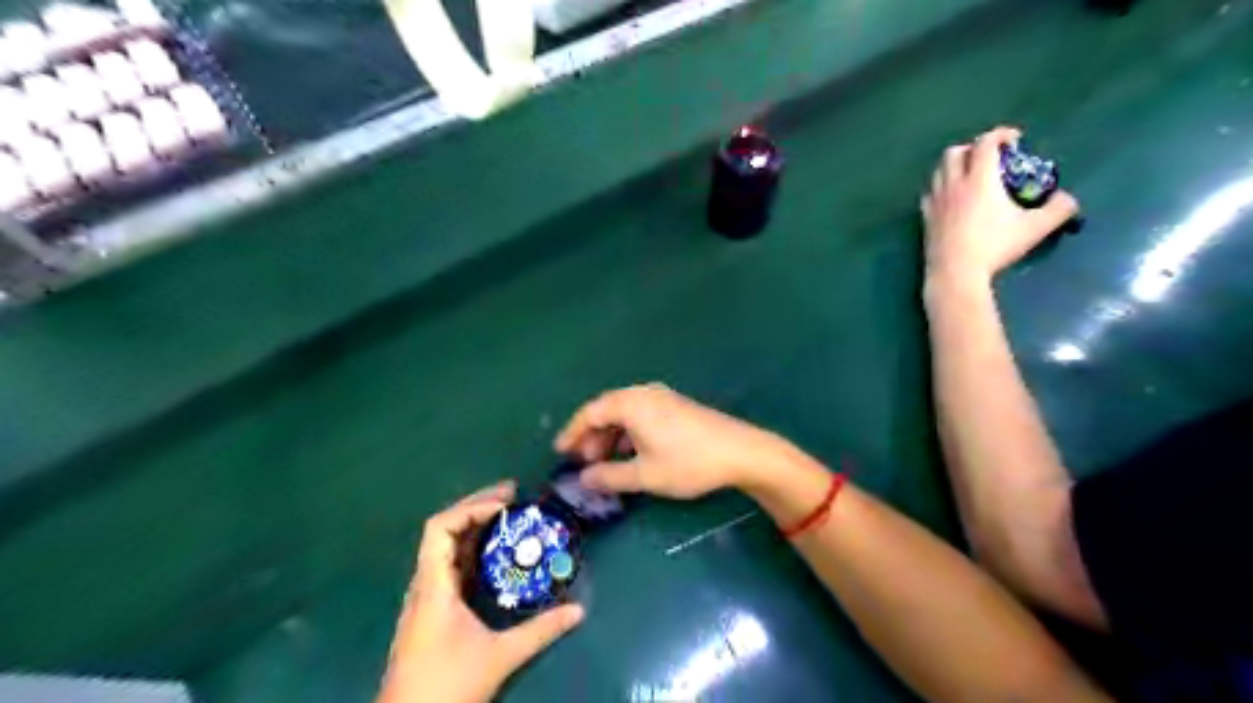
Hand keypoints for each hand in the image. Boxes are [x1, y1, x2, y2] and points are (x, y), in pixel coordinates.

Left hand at [375, 483, 581, 702]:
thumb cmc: (447, 687)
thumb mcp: (500, 657)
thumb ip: (541, 631)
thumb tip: (578, 610)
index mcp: (433, 587)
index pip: (439, 528)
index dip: (471, 509)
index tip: (505, 507)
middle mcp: (425, 585)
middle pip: (443, 530)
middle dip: (477, 507)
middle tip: (513, 495)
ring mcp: (425, 598)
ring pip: (445, 547)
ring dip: (474, 527)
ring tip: (507, 516)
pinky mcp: (430, 611)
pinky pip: (449, 566)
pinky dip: (471, 549)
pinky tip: (494, 554)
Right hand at [552, 385, 785, 498]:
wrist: (741, 452)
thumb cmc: (688, 462)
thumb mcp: (645, 475)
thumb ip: (609, 477)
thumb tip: (584, 479)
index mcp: (631, 403)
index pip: (590, 413)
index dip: (572, 433)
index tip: (560, 452)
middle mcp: (644, 393)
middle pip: (606, 410)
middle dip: (591, 437)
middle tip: (584, 463)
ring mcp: (662, 398)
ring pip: (625, 413)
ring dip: (611, 436)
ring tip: (606, 463)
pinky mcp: (676, 406)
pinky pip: (641, 415)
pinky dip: (629, 433)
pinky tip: (632, 455)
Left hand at [922, 126, 1082, 282]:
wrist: (955, 272)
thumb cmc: (995, 247)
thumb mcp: (1036, 228)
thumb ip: (1058, 209)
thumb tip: (1067, 199)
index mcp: (979, 179)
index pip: (985, 143)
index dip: (1000, 134)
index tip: (1014, 139)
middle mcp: (953, 184)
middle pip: (954, 152)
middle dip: (973, 148)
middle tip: (989, 157)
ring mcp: (936, 201)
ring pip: (938, 171)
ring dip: (954, 165)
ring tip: (969, 175)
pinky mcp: (925, 218)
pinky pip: (929, 193)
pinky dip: (940, 187)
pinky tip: (949, 197)